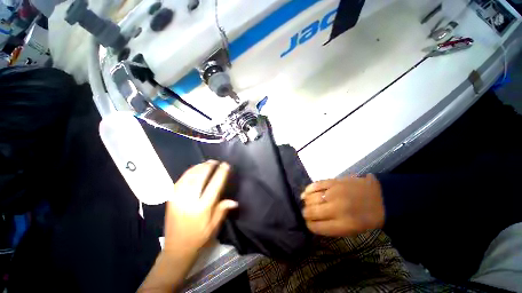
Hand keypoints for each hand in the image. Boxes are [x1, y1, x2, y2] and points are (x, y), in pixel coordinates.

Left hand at [164, 161, 237, 255]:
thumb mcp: (214, 226)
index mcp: (201, 208)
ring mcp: (177, 198)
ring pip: (189, 177)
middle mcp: (189, 201)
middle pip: (200, 177)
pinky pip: (180, 180)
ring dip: (199, 167)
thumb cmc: (198, 238)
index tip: (226, 165)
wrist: (176, 249)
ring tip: (206, 162)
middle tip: (215, 161)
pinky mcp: (171, 198)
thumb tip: (234, 201)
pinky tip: (194, 169)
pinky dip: (189, 172)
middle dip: (208, 167)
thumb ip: (222, 210)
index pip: (214, 185)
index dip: (221, 173)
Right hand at [301, 175, 384, 236]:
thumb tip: (314, 222)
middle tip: (305, 213)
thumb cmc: (367, 217)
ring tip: (306, 204)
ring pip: (311, 198)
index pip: (317, 227)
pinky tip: (305, 193)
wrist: (380, 197)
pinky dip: (308, 189)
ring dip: (306, 202)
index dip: (309, 225)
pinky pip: (315, 185)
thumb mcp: (353, 230)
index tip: (308, 223)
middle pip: (312, 212)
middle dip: (305, 214)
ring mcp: (334, 193)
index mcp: (344, 225)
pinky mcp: (333, 182)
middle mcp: (337, 209)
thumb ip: (333, 228)